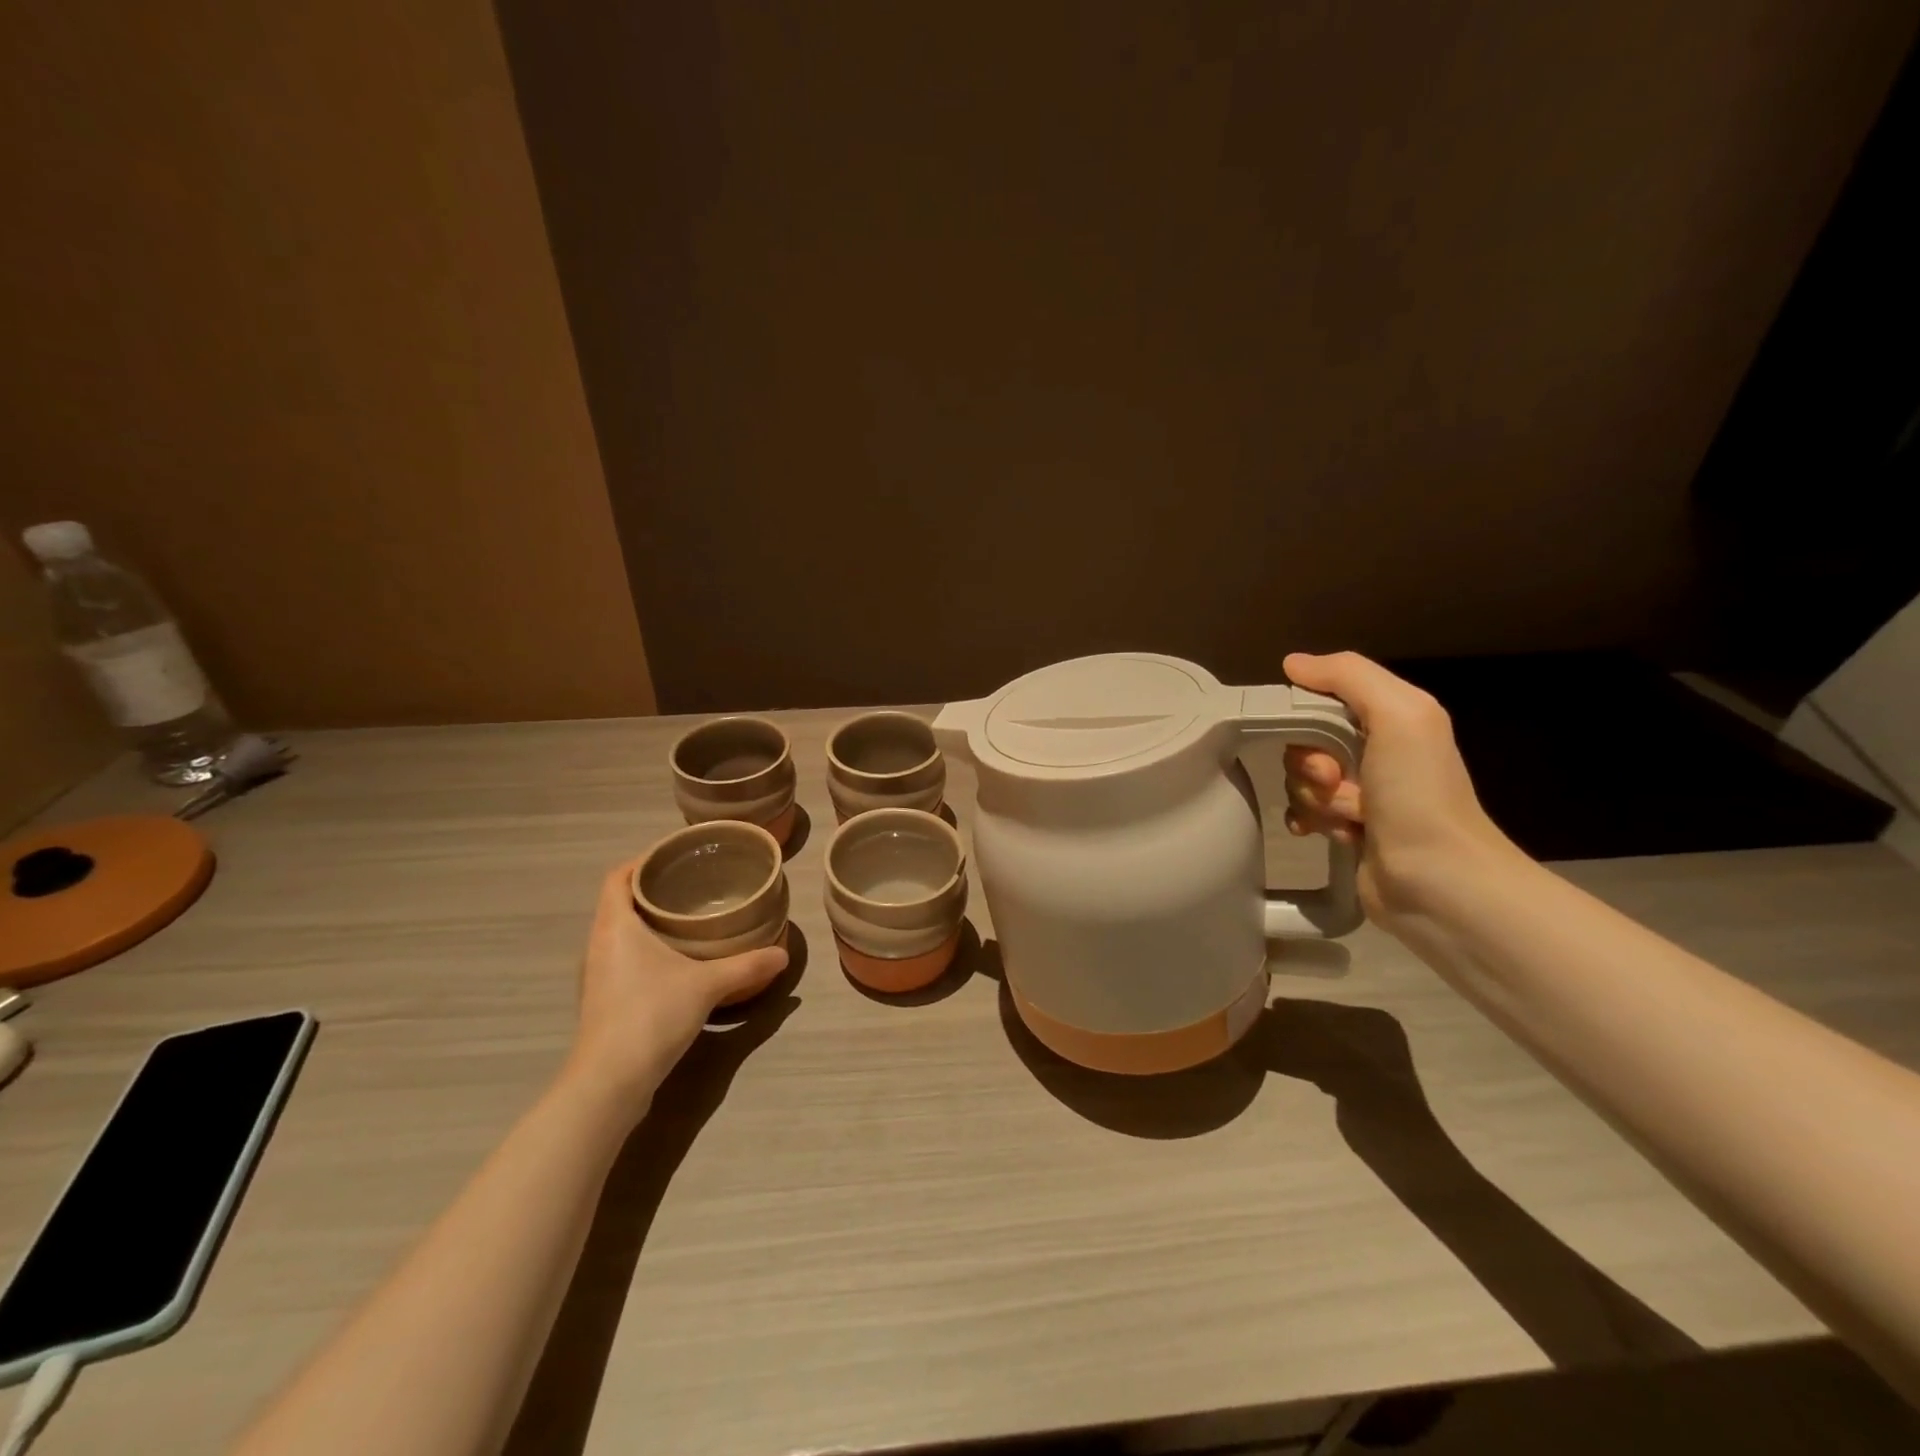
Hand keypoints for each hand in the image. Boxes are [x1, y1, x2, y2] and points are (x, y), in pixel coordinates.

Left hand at [562, 861, 788, 1119]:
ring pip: (620, 932)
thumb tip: (783, 954)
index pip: (617, 876)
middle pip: (619, 902)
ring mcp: (597, 975)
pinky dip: (645, 949)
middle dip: (653, 890)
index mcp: (615, 926)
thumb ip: (747, 966)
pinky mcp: (603, 1000)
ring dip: (648, 921)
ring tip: (689, 919)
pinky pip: (622, 958)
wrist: (610, 1082)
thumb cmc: (651, 1015)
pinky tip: (677, 961)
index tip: (675, 856)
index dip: (642, 860)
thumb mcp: (707, 986)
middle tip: (694, 884)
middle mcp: (599, 944)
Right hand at [1281, 651, 1518, 926]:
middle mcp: (1376, 752)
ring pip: (1301, 779)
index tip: (1314, 739)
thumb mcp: (1398, 715)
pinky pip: (1302, 811)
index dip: (1307, 715)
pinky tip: (1321, 833)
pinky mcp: (1346, 830)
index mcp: (1391, 719)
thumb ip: (1349, 676)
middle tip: (1333, 782)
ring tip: (1346, 817)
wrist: (1437, 881)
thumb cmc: (1419, 793)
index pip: (1324, 698)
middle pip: (1306, 741)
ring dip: (1312, 797)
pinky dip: (1306, 820)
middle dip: (1309, 763)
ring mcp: (1360, 794)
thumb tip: (1293, 663)